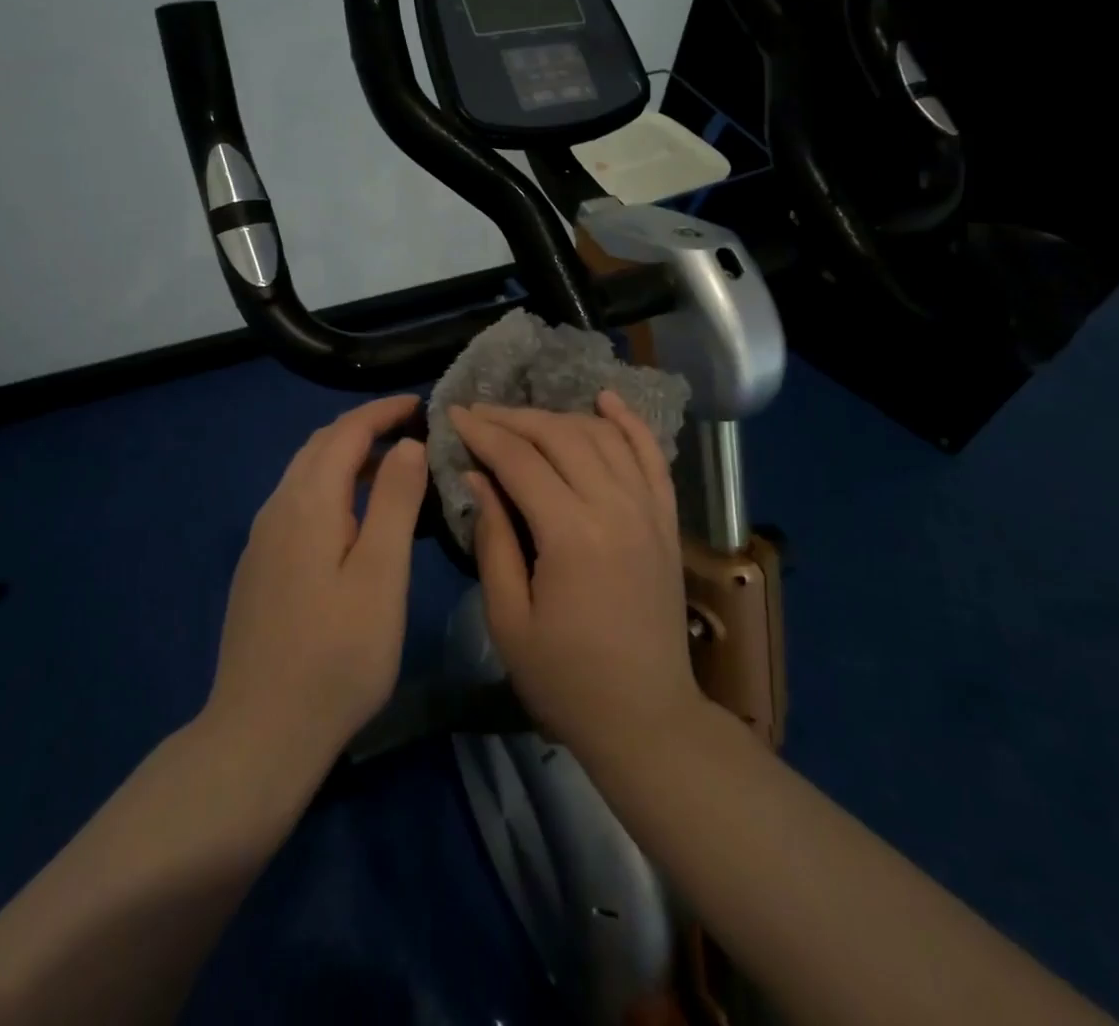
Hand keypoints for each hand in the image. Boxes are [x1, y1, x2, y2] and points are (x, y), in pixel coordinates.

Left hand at [205, 394, 427, 780]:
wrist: (260, 732)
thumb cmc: (336, 655)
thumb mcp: (381, 576)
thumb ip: (394, 502)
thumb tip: (407, 446)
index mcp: (307, 503)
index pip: (346, 432)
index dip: (383, 412)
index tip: (422, 405)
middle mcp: (277, 508)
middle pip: (320, 445)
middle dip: (365, 427)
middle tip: (412, 431)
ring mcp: (262, 539)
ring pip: (305, 474)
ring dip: (347, 456)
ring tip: (392, 466)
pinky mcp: (259, 566)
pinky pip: (297, 502)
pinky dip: (331, 486)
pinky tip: (354, 516)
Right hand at [450, 392, 701, 762]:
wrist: (646, 717)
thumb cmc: (566, 679)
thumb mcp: (509, 619)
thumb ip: (493, 539)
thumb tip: (477, 478)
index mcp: (571, 534)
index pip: (520, 460)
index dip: (483, 433)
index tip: (453, 414)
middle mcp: (615, 507)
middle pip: (560, 436)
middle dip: (513, 418)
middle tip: (478, 414)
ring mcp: (648, 509)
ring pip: (601, 436)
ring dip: (558, 417)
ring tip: (521, 418)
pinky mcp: (666, 519)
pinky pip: (651, 455)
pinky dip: (628, 422)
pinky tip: (605, 400)